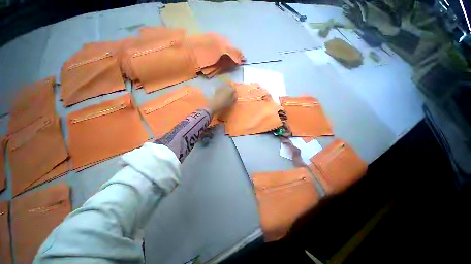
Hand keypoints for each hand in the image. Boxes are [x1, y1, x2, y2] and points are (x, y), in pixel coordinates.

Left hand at [209, 85, 235, 112]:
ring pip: (225, 86)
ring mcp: (220, 87)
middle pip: (229, 86)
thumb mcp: (231, 102)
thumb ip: (234, 98)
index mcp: (230, 90)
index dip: (235, 91)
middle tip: (231, 93)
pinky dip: (222, 90)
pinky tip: (222, 93)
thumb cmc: (224, 104)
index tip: (234, 94)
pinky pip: (221, 88)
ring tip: (226, 93)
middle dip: (230, 88)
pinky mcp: (216, 89)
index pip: (234, 89)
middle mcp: (226, 87)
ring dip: (226, 88)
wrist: (214, 104)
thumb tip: (236, 96)